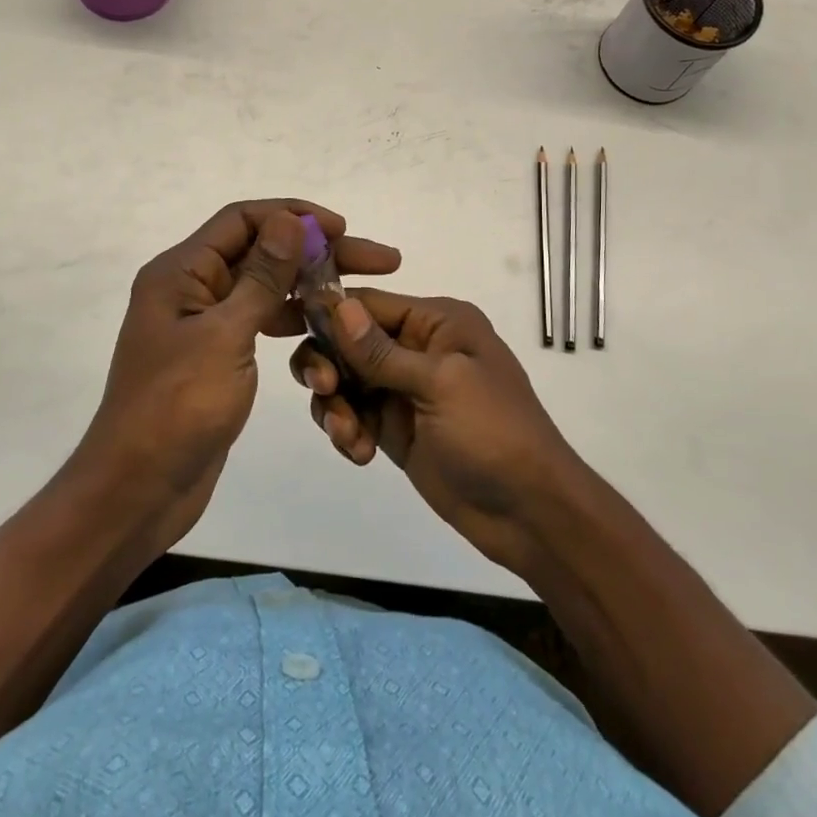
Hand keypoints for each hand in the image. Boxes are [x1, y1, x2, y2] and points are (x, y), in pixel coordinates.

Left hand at [75, 200, 400, 550]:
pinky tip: (327, 327)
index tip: (343, 229)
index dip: (294, 215)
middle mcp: (192, 288)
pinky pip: (261, 321)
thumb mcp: (225, 336)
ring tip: (361, 294)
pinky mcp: (217, 354)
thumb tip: (289, 220)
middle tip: (381, 260)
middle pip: (262, 252)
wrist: (138, 490)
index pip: (242, 220)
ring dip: (310, 286)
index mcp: (182, 272)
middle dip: (318, 251)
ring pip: (266, 287)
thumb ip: (261, 277)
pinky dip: (293, 319)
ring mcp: (204, 322)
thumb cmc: (177, 408)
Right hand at [290, 290, 580, 571]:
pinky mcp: (394, 428)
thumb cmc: (492, 432)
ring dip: (334, 405)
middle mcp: (417, 347)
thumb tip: (338, 305)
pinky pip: (352, 415)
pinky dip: (345, 431)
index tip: (289, 328)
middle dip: (328, 363)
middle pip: (347, 340)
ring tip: (348, 436)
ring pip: (343, 379)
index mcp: (437, 322)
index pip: (369, 303)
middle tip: (326, 390)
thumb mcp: (440, 383)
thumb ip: (381, 351)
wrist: (528, 512)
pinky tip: (360, 454)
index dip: (330, 313)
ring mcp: (403, 389)